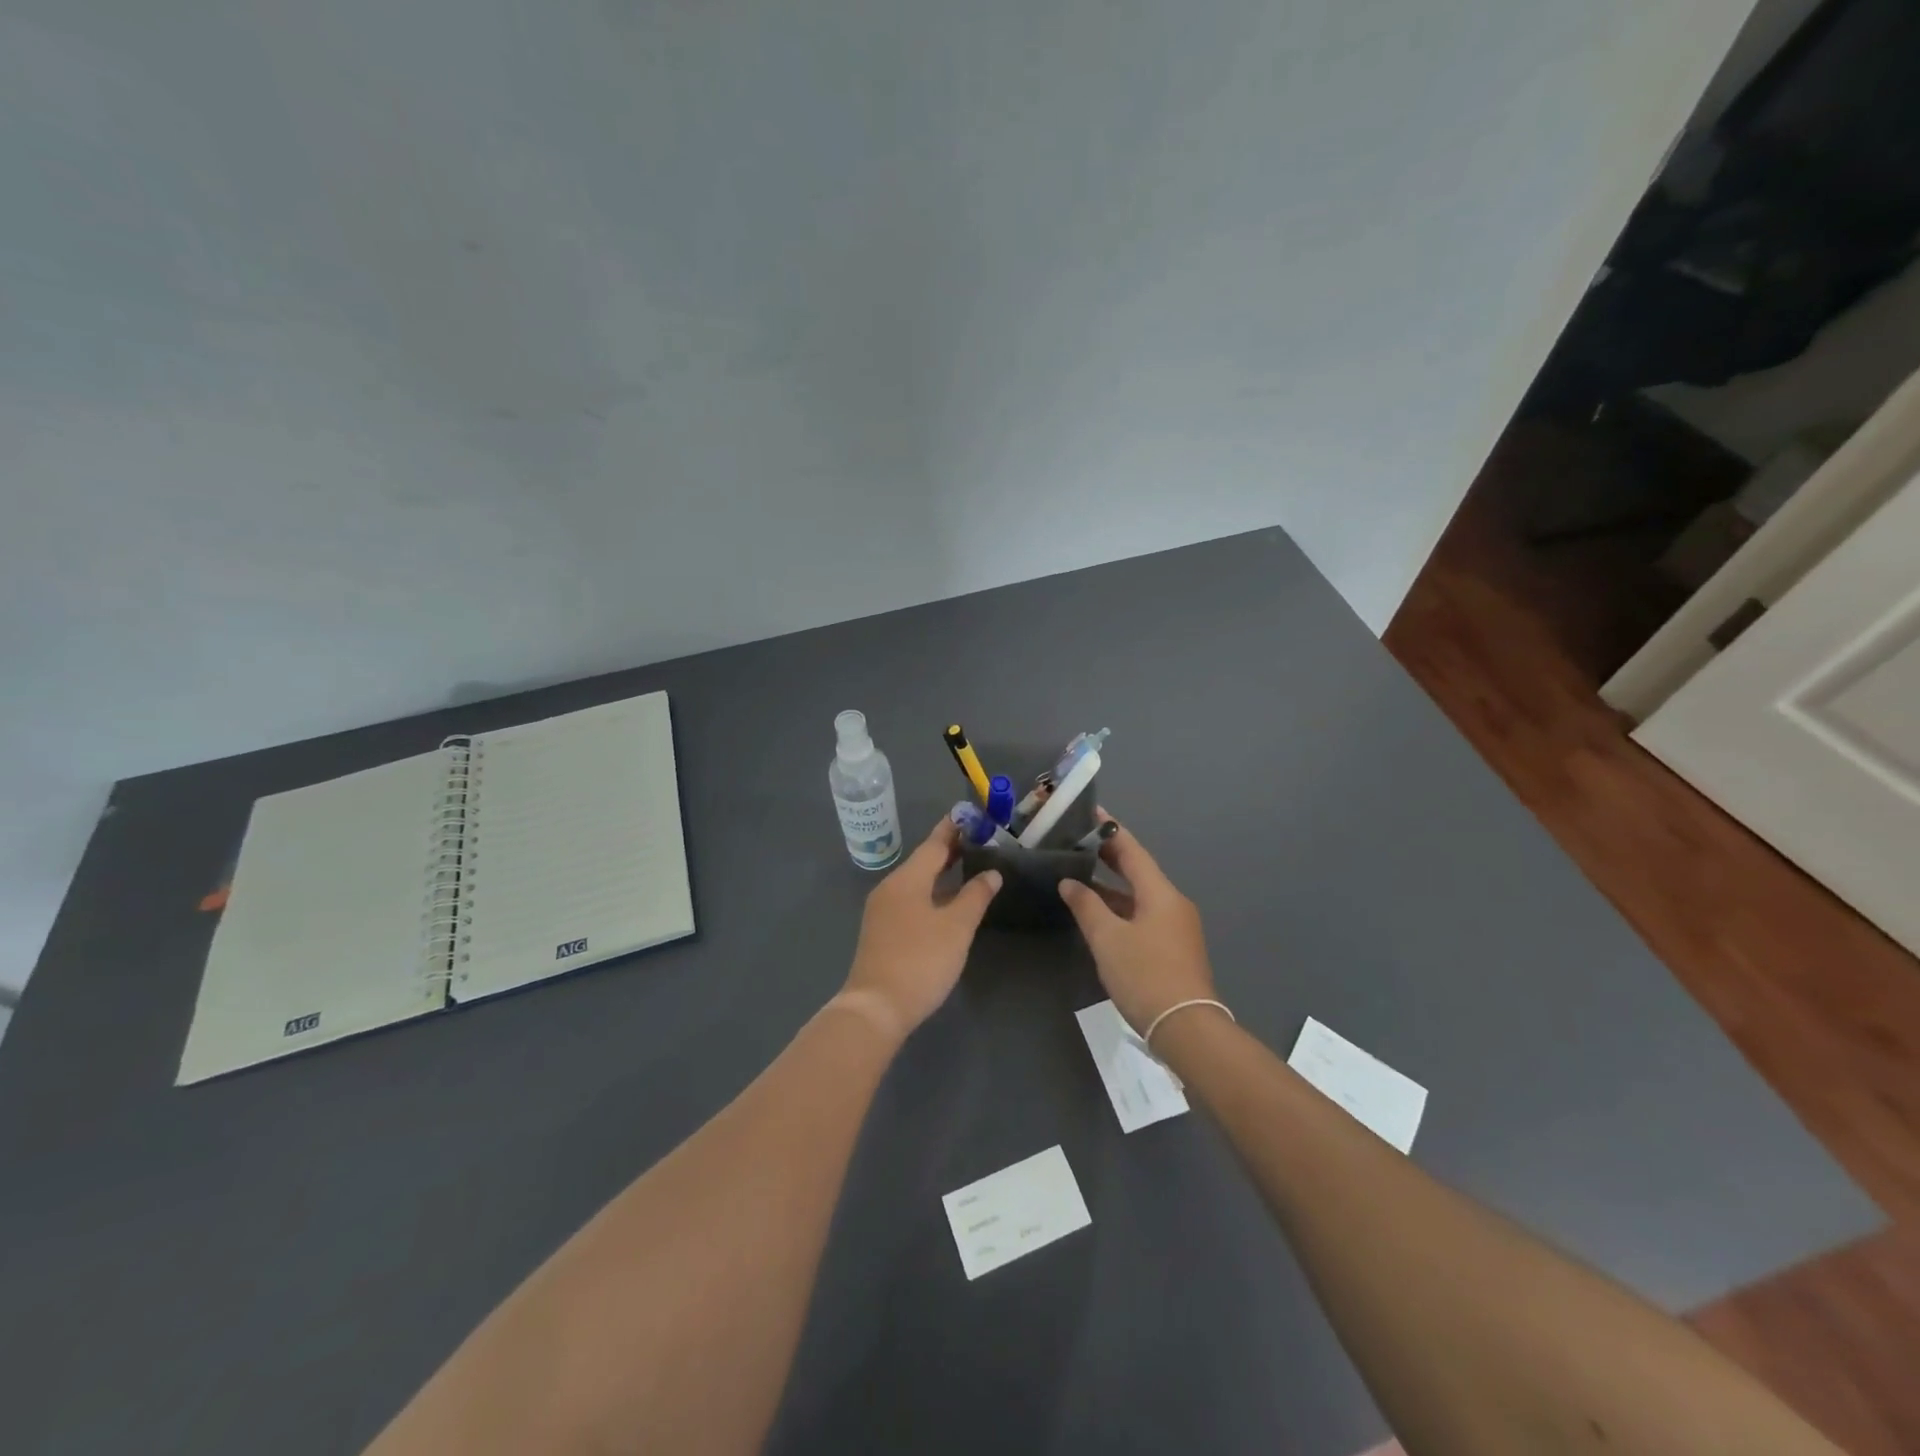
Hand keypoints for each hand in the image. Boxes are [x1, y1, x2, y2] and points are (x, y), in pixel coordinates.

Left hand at [840, 818, 1001, 1039]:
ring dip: (941, 873)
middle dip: (950, 850)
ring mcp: (882, 911)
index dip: (954, 829)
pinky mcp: (882, 932)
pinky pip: (910, 900)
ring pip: (916, 882)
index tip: (971, 815)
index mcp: (907, 879)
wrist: (876, 1007)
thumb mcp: (957, 927)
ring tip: (968, 867)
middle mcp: (890, 888)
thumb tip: (991, 873)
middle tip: (978, 840)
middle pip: (923, 861)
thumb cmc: (921, 960)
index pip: (934, 844)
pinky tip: (947, 903)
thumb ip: (975, 896)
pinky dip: (931, 893)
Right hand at [1058, 813, 1216, 1034]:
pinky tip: (1098, 913)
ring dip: (1111, 886)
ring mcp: (1175, 927)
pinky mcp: (1173, 948)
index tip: (1091, 812)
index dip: (1110, 831)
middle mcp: (1172, 903)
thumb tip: (1070, 882)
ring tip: (1079, 874)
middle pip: (1138, 871)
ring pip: (1139, 895)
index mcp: (1160, 893)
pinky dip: (1120, 908)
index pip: (1132, 850)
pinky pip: (1142, 915)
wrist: (1186, 1028)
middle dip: (1109, 856)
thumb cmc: (1145, 975)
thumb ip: (1086, 906)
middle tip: (1079, 841)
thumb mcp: (1107, 938)